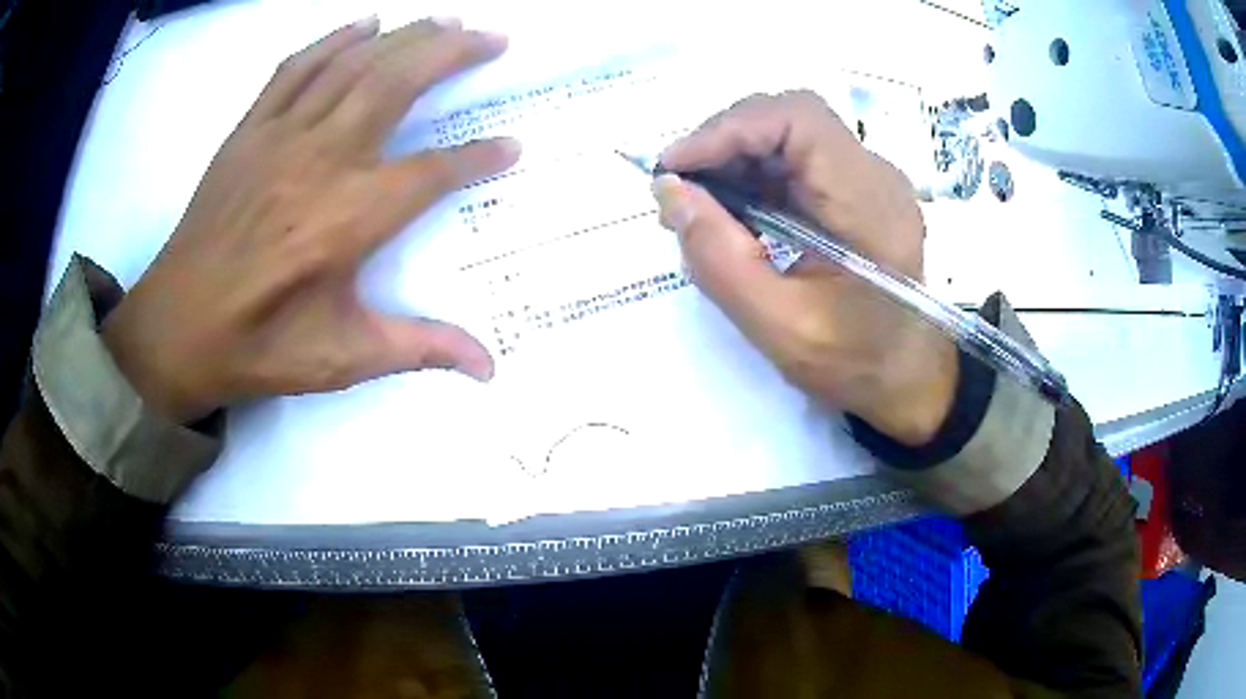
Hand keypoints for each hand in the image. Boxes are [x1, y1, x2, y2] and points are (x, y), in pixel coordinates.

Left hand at [101, 17, 520, 422]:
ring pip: (354, 64)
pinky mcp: (250, 130)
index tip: (512, 146)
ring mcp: (280, 137)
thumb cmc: (258, 346)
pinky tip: (365, 25)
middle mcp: (321, 161)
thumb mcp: (341, 359)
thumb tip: (489, 368)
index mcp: (348, 219)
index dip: (478, 157)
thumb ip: (419, 349)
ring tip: (445, 21)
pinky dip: (335, 39)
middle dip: (452, 53)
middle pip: (397, 84)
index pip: (432, 172)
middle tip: (492, 37)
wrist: (176, 329)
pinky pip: (297, 67)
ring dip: (406, 37)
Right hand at [653, 91, 956, 445]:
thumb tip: (668, 190)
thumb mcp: (779, 326)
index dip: (729, 129)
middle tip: (679, 185)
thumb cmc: (854, 364)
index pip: (798, 120)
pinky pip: (797, 160)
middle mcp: (875, 175)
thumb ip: (719, 257)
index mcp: (870, 205)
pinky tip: (731, 208)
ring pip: (789, 134)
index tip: (674, 168)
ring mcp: (868, 179)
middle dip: (725, 140)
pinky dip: (754, 174)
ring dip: (735, 156)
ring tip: (697, 200)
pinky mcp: (856, 190)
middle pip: (791, 117)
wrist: (907, 379)